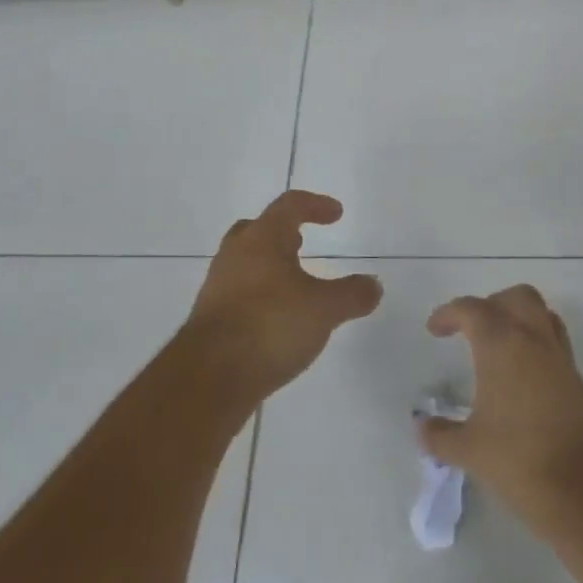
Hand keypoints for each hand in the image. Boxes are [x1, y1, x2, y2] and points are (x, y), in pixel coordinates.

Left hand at [182, 190, 382, 398]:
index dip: (315, 205)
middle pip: (258, 229)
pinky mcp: (209, 318)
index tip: (336, 214)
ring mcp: (217, 285)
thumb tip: (374, 285)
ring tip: (293, 286)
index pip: (289, 205)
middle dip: (283, 233)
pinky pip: (238, 293)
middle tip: (302, 243)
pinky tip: (274, 320)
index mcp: (262, 238)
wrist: (209, 377)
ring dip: (269, 267)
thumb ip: (351, 295)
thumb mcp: (324, 310)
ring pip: (245, 262)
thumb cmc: (270, 325)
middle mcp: (236, 254)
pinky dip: (258, 296)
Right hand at [418, 284, 582, 518]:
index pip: (472, 309)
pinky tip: (522, 377)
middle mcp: (533, 338)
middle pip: (515, 297)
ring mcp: (560, 356)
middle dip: (491, 305)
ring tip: (499, 347)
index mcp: (501, 344)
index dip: (449, 314)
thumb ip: (439, 435)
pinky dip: (536, 344)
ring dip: (518, 319)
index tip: (434, 330)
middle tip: (472, 331)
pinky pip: (554, 341)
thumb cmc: (519, 460)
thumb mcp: (469, 450)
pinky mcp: (577, 379)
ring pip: (541, 313)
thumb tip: (421, 427)